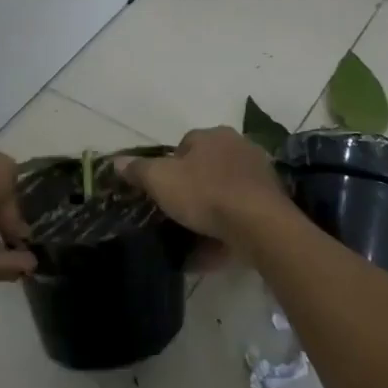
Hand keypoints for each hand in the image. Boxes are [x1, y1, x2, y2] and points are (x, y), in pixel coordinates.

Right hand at [119, 126, 293, 246]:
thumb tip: (116, 161)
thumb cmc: (206, 193)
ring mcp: (259, 174)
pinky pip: (241, 215)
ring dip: (211, 211)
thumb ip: (139, 170)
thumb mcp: (161, 181)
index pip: (186, 144)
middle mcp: (239, 147)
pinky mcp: (271, 202)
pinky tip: (213, 252)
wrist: (259, 224)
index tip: (161, 191)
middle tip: (177, 213)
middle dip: (193, 187)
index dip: (170, 166)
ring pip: (226, 192)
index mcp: (213, 136)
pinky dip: (227, 230)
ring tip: (193, 237)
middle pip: (207, 167)